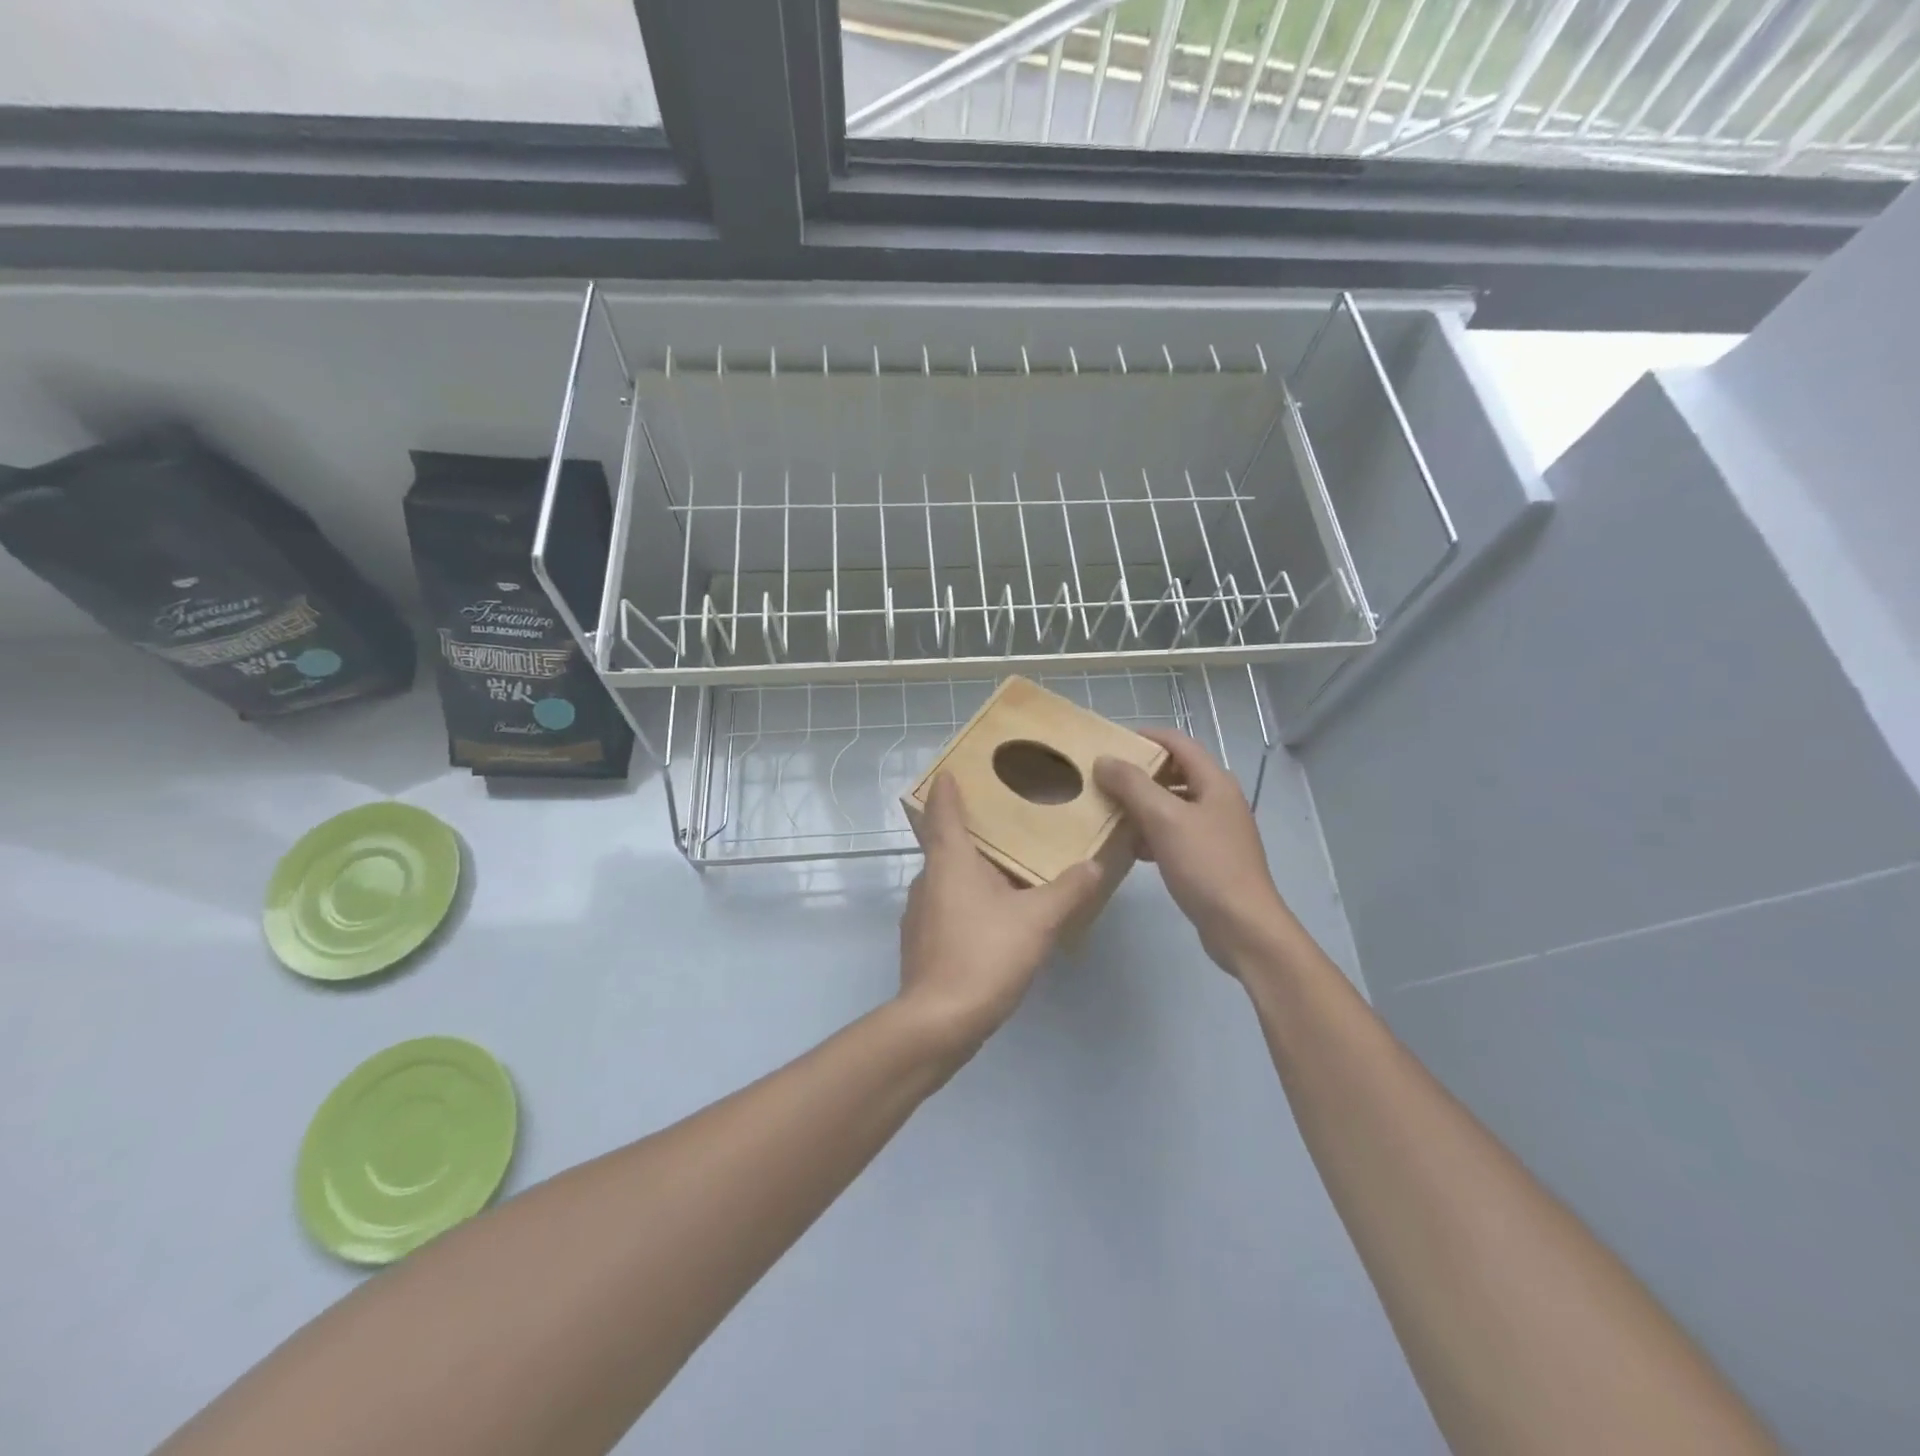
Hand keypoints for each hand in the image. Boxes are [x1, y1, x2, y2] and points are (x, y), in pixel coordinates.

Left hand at [898, 772, 1108, 1051]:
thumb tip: (1093, 865)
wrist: (938, 1022)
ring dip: (971, 869)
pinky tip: (994, 917)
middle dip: (969, 830)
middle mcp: (928, 879)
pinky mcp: (921, 942)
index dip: (946, 789)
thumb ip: (1069, 889)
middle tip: (1003, 821)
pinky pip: (947, 906)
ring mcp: (919, 913)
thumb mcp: (1038, 920)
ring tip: (1006, 870)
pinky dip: (967, 900)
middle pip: (944, 843)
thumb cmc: (985, 955)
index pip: (942, 811)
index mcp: (949, 860)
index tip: (950, 770)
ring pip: (947, 878)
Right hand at [1093, 729, 1293, 974]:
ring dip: (1142, 806)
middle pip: (1175, 773)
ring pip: (1172, 806)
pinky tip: (1131, 848)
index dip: (1146, 737)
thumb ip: (1132, 785)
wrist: (1242, 926)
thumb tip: (1105, 759)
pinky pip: (1175, 834)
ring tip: (1109, 812)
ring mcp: (1216, 830)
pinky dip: (1152, 834)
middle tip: (1104, 779)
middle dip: (1139, 774)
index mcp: (1215, 782)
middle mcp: (1218, 800)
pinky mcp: (1209, 858)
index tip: (1111, 742)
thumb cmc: (1206, 865)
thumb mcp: (1164, 819)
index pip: (1178, 743)